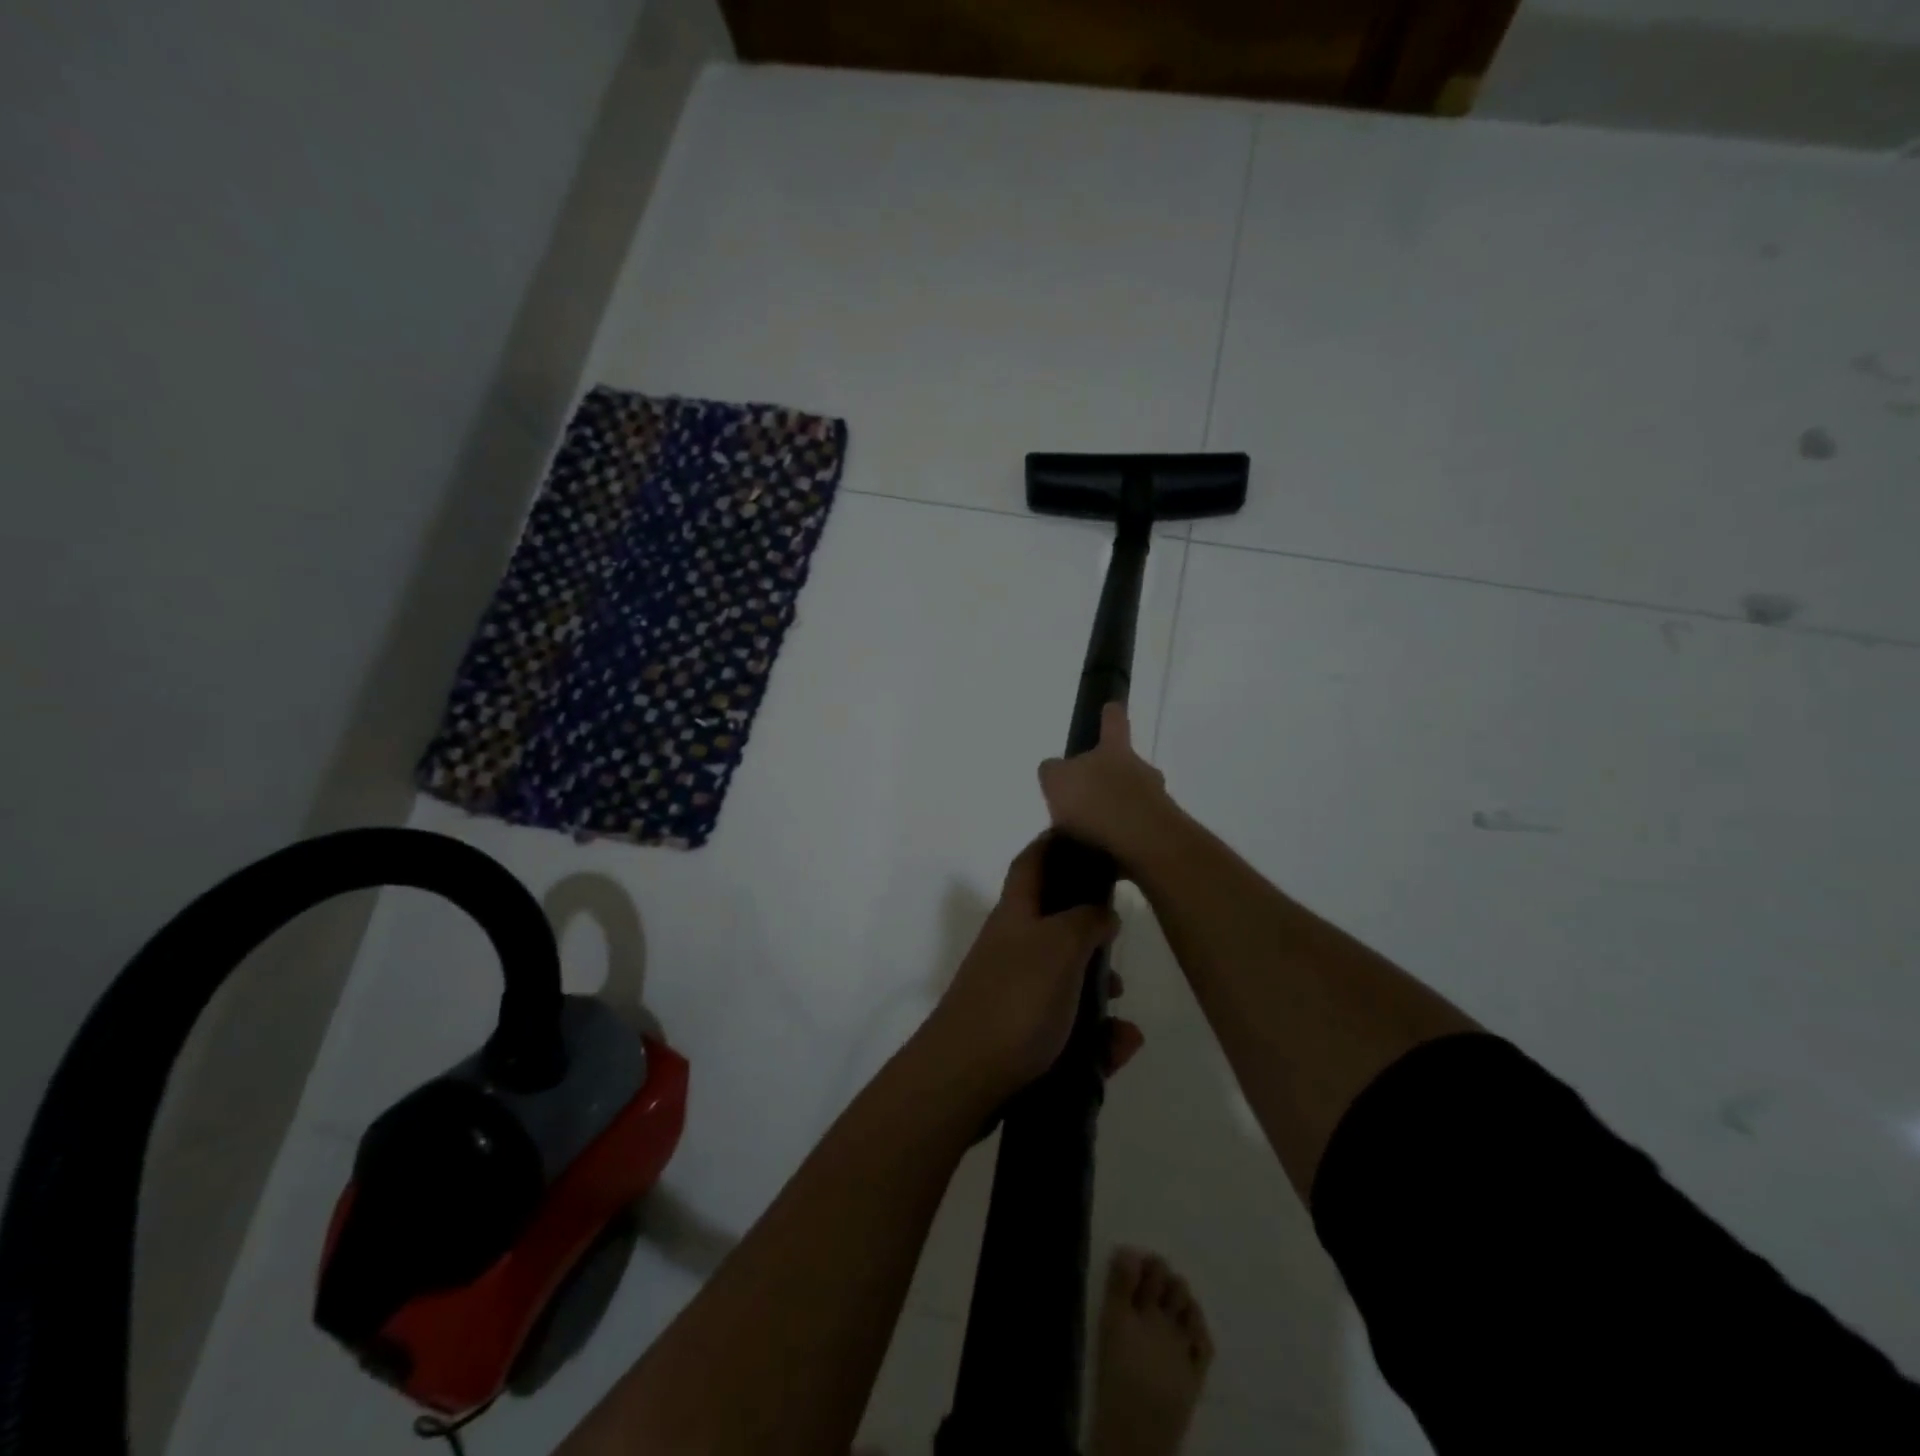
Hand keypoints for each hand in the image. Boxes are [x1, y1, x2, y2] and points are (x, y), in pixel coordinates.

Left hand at [925, 837, 1142, 1100]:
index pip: (1031, 863)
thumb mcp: (1059, 947)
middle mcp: (1011, 947)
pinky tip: (1121, 1046)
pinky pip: (1067, 1026)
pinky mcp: (1019, 1035)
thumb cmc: (1015, 1000)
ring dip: (1097, 987)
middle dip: (1089, 928)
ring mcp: (1013, 992)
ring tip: (1123, 1006)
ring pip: (1064, 978)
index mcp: (1015, 915)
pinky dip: (1095, 1033)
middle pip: (1053, 922)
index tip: (1084, 834)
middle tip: (1120, 937)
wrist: (963, 1078)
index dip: (1053, 843)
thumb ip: (1085, 921)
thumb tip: (1102, 910)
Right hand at [1037, 703, 1177, 866]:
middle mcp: (1141, 771)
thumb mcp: (1057, 780)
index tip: (1111, 706)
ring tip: (1088, 834)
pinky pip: (1136, 831)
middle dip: (1109, 777)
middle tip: (1086, 795)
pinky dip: (1120, 839)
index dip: (1110, 714)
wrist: (1143, 843)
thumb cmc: (1096, 802)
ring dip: (1114, 812)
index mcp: (1114, 752)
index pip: (1114, 723)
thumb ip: (1053, 771)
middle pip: (1125, 766)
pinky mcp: (1161, 834)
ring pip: (1133, 800)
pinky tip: (1101, 853)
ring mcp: (1155, 802)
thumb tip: (1056, 769)